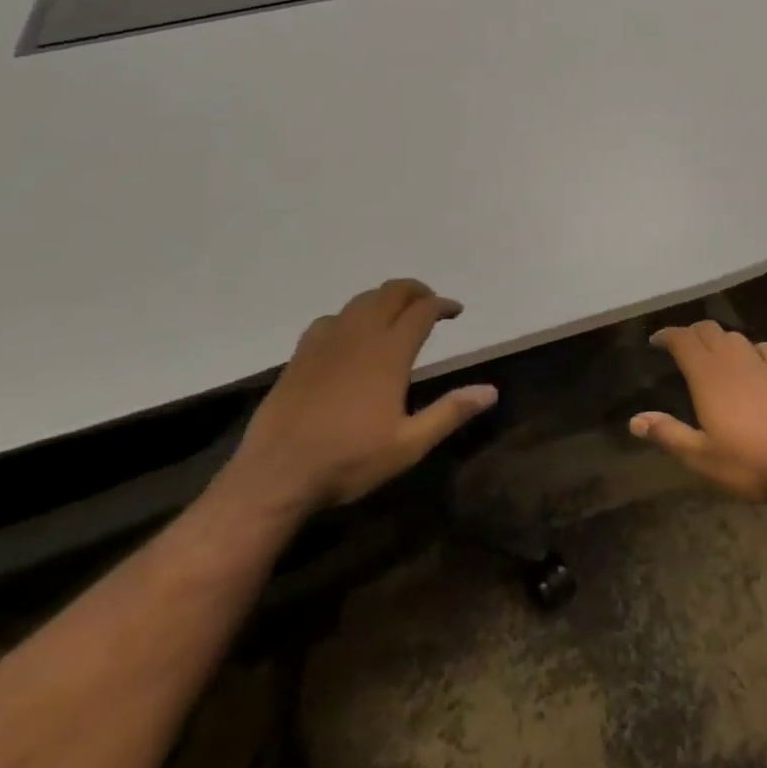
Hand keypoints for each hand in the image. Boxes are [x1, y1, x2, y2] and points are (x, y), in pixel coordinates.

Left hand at [230, 279, 496, 508]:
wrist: (275, 476)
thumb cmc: (348, 461)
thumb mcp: (408, 445)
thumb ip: (450, 412)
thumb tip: (491, 391)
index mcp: (390, 352)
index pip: (423, 310)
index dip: (442, 304)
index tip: (455, 311)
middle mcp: (360, 335)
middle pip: (392, 293)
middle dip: (415, 291)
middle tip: (428, 304)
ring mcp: (327, 341)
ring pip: (361, 300)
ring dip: (383, 299)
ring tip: (394, 314)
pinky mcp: (301, 355)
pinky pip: (330, 318)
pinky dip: (349, 316)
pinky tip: (349, 335)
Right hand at [630, 321, 766, 507]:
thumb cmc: (749, 462)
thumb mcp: (701, 457)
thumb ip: (668, 434)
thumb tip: (634, 420)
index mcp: (708, 375)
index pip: (683, 339)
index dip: (667, 335)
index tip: (655, 341)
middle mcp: (733, 360)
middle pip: (708, 330)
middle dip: (690, 333)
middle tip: (679, 348)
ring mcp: (762, 363)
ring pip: (734, 336)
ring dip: (719, 339)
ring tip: (711, 355)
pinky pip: (765, 348)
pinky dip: (753, 349)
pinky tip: (753, 361)